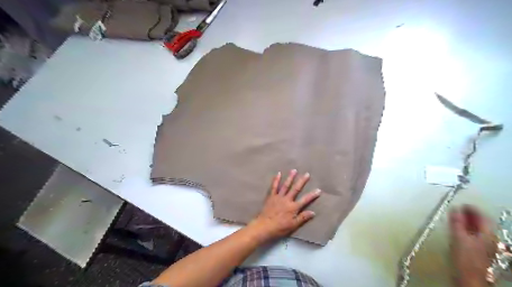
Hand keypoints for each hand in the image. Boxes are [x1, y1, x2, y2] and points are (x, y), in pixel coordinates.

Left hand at [247, 169, 318, 242]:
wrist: (264, 226)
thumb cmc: (280, 228)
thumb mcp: (293, 225)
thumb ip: (303, 218)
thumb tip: (313, 212)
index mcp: (293, 207)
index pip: (305, 200)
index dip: (312, 195)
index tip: (318, 190)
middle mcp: (287, 200)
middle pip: (296, 189)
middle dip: (302, 181)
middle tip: (307, 174)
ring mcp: (278, 197)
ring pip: (286, 185)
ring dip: (290, 178)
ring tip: (294, 170)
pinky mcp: (271, 197)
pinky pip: (274, 187)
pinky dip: (276, 180)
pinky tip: (278, 174)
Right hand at [451, 205, 496, 285]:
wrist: (469, 278)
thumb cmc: (465, 257)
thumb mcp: (458, 237)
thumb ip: (456, 222)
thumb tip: (454, 208)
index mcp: (487, 234)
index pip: (483, 217)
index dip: (473, 209)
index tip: (463, 203)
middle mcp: (490, 239)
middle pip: (482, 224)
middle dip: (471, 215)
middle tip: (459, 209)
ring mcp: (486, 246)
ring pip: (479, 230)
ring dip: (469, 222)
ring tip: (457, 217)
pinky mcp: (479, 252)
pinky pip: (475, 236)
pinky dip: (467, 230)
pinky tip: (459, 230)